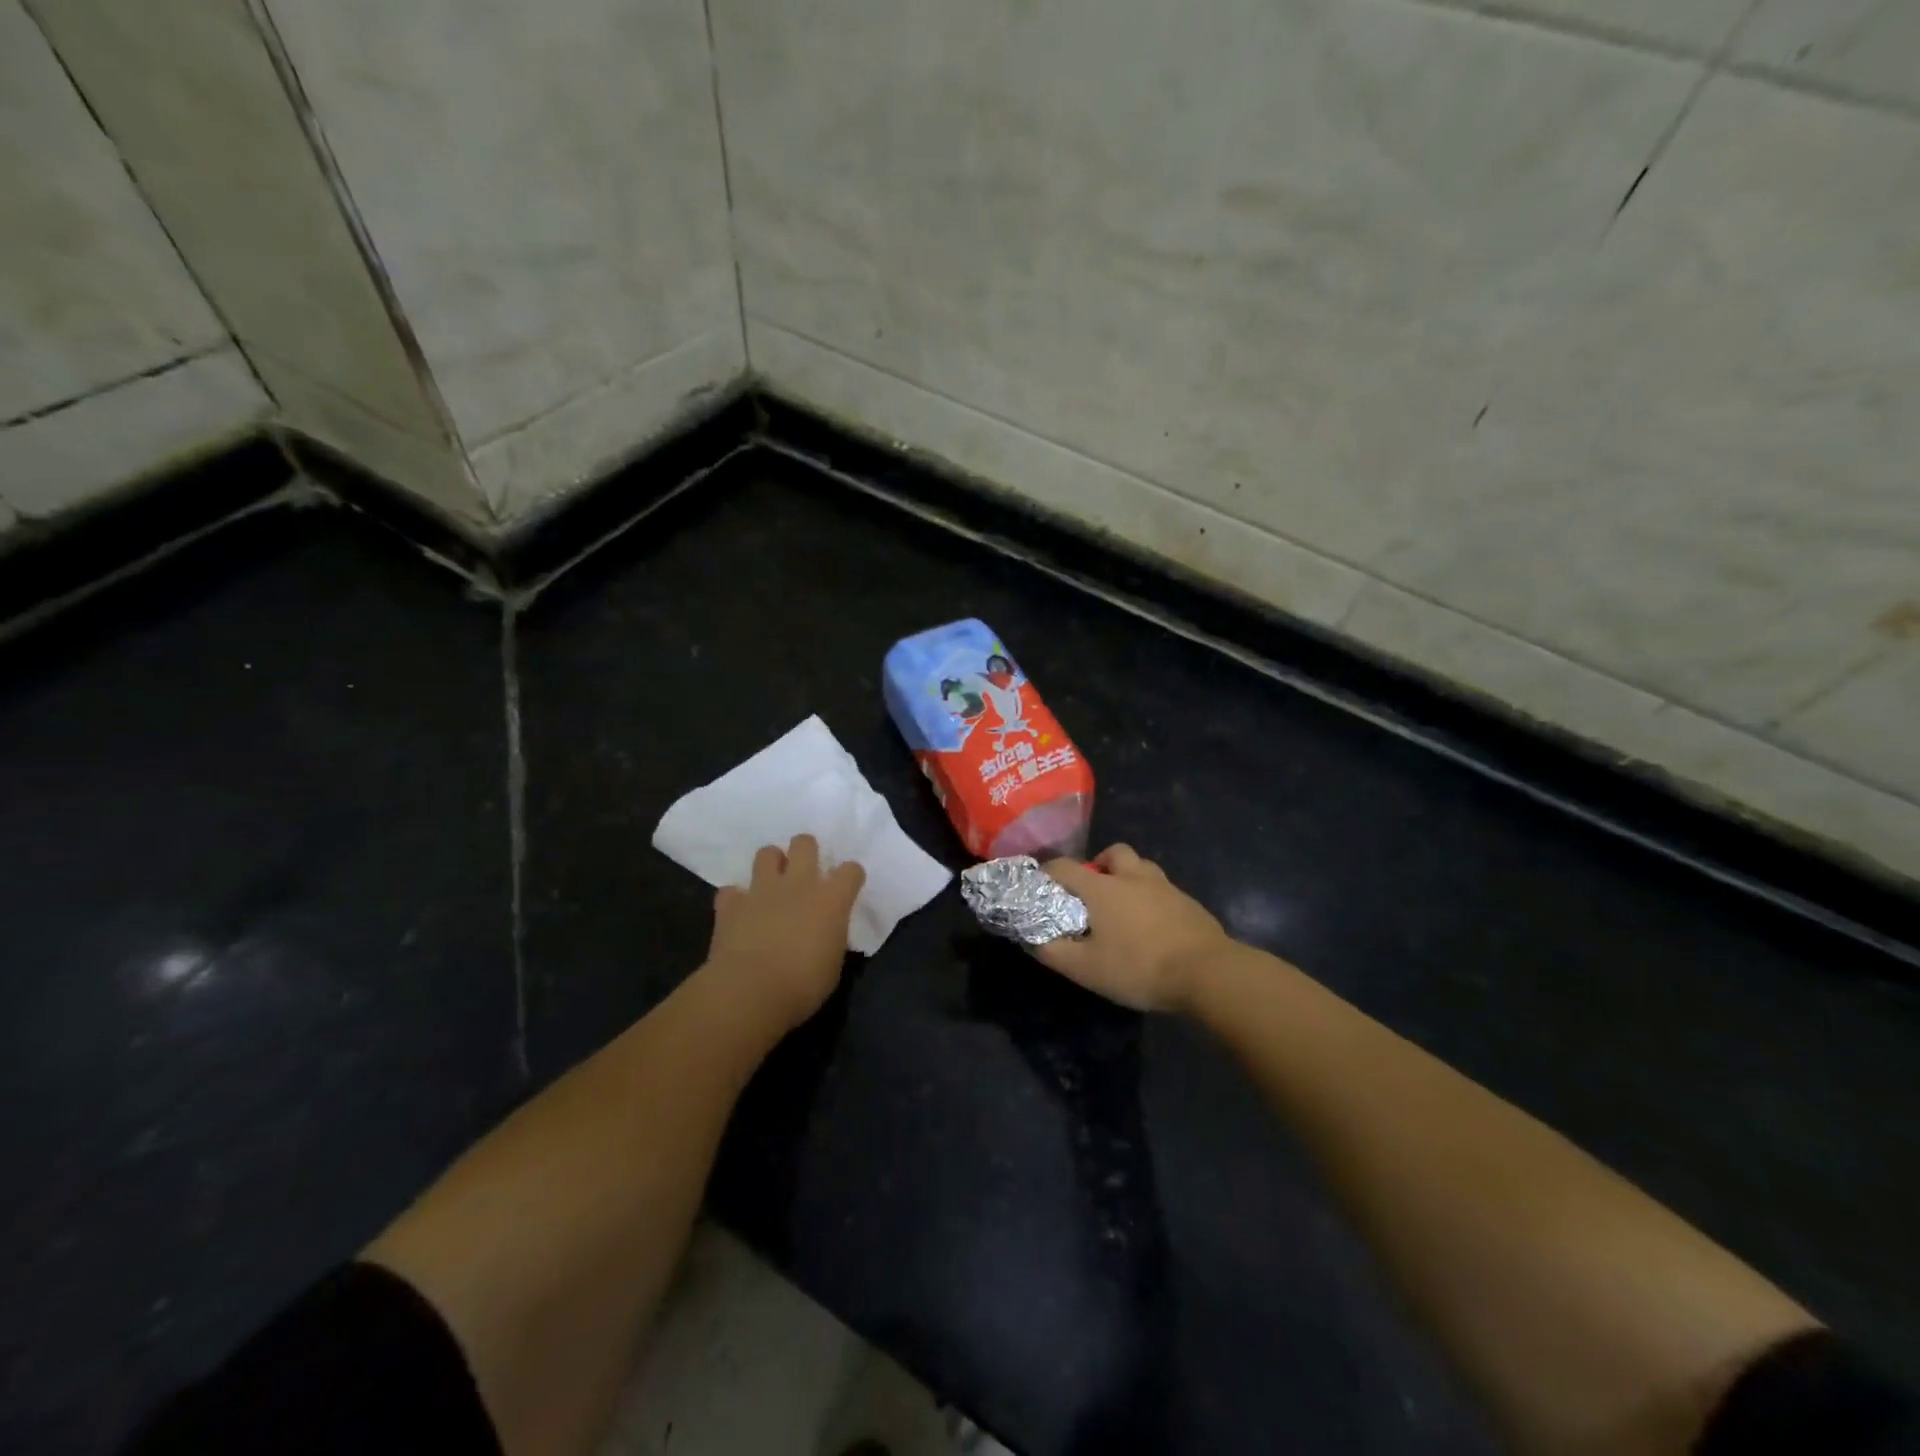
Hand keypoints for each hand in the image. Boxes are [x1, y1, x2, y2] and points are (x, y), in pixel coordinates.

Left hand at [705, 835, 865, 1031]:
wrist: (750, 991)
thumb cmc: (803, 985)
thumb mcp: (833, 964)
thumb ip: (830, 938)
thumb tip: (825, 933)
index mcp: (831, 900)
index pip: (851, 870)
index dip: (850, 877)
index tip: (847, 889)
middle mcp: (799, 884)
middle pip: (805, 843)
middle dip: (806, 852)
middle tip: (805, 873)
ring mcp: (762, 890)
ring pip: (767, 853)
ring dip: (771, 865)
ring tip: (772, 885)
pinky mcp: (731, 904)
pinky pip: (731, 890)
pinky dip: (735, 899)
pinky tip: (739, 913)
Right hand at [1034, 844, 1229, 1012]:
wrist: (1207, 973)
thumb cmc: (1139, 967)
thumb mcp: (1085, 969)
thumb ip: (1053, 951)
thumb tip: (1032, 938)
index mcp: (1102, 888)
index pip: (1065, 866)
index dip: (1048, 872)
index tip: (1041, 886)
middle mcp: (1133, 877)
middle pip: (1113, 852)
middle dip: (1098, 865)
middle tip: (1093, 892)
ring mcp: (1165, 887)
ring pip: (1142, 867)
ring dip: (1128, 877)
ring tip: (1124, 906)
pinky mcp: (1188, 903)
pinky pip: (1163, 889)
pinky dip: (1151, 898)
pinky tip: (1152, 925)